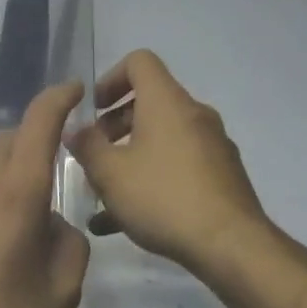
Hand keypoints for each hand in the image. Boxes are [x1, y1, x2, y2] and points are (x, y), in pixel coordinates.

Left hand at [0, 82, 90, 307]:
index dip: (58, 99)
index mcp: (14, 194)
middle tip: (45, 189)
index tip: (73, 90)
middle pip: (6, 145)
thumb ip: (67, 240)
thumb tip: (49, 221)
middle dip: (31, 151)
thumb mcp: (60, 292)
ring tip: (5, 241)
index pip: (38, 123)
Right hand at [66, 50, 306, 282]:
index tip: (93, 111)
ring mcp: (212, 145)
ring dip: (129, 157)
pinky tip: (125, 220)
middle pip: (149, 102)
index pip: (139, 62)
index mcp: (167, 102)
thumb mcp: (110, 173)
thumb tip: (75, 131)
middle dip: (114, 126)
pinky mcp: (221, 175)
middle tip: (94, 156)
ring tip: (104, 193)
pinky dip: (151, 179)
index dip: (110, 79)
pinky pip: (177, 165)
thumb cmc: (163, 197)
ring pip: (161, 138)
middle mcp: (194, 115)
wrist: (230, 245)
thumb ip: (86, 146)